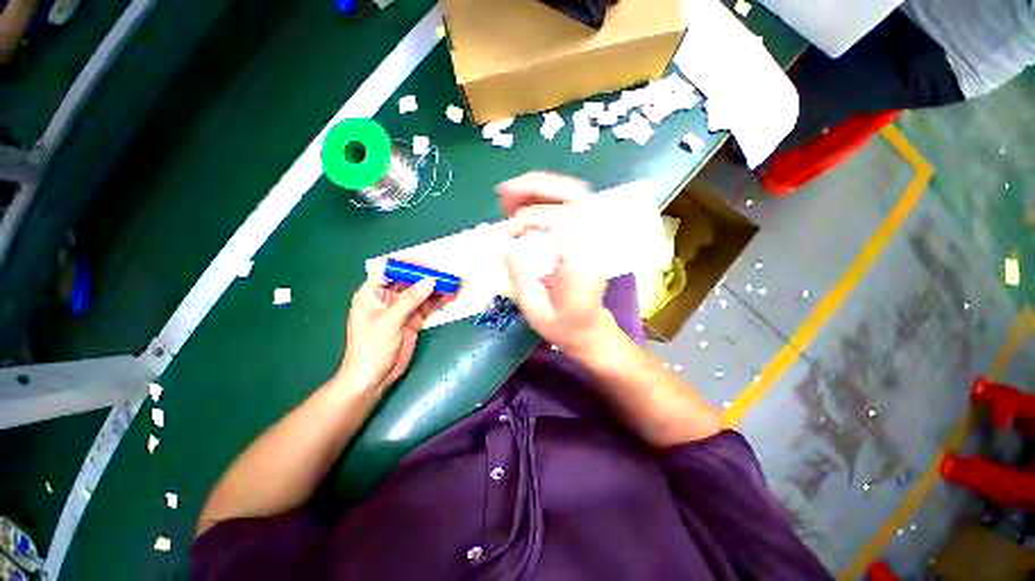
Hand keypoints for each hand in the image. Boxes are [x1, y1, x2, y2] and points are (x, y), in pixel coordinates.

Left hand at [338, 275, 443, 394]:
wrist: (373, 378)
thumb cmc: (371, 348)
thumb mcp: (389, 321)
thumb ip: (409, 300)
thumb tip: (430, 281)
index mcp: (372, 293)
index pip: (389, 270)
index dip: (407, 265)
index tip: (427, 266)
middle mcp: (387, 297)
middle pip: (409, 280)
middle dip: (427, 276)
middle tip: (446, 275)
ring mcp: (402, 309)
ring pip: (421, 293)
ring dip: (436, 288)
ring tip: (453, 284)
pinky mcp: (413, 320)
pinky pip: (427, 306)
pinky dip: (438, 301)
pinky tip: (450, 296)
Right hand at [497, 172, 615, 353]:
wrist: (591, 331)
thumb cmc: (565, 327)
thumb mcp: (536, 311)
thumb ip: (520, 276)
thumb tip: (502, 244)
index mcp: (582, 265)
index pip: (565, 221)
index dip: (533, 217)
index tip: (509, 232)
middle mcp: (591, 244)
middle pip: (575, 196)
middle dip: (538, 186)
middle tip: (505, 191)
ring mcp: (590, 238)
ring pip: (573, 195)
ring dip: (539, 188)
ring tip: (508, 194)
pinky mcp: (583, 238)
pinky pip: (567, 207)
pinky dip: (544, 199)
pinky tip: (521, 205)